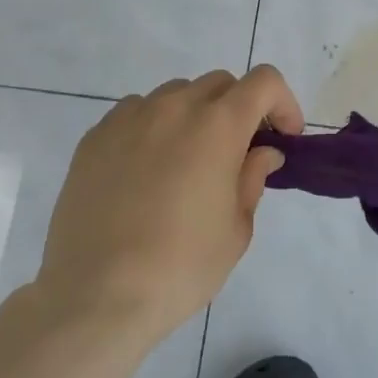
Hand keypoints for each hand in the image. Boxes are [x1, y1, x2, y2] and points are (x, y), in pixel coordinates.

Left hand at [35, 65, 302, 350]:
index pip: (264, 81)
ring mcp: (130, 118)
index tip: (283, 137)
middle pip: (220, 84)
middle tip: (238, 153)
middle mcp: (175, 107)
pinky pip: (135, 112)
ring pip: (176, 94)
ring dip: (194, 115)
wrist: (94, 296)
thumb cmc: (180, 266)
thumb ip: (253, 178)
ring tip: (187, 161)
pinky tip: (146, 170)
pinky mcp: (95, 137)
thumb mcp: (236, 229)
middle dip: (239, 109)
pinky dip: (153, 127)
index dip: (282, 103)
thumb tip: (261, 152)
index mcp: (218, 125)